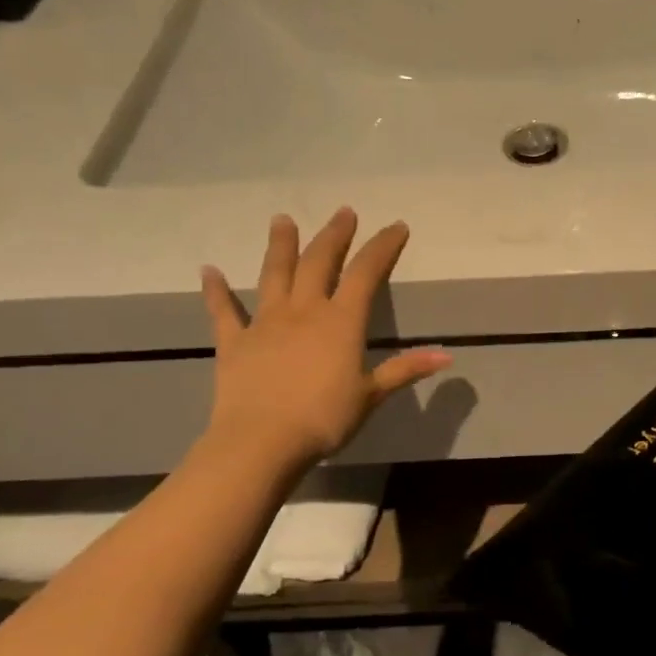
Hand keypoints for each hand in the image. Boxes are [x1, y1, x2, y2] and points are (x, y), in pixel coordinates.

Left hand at [198, 209, 450, 474]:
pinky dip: (216, 290)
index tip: (396, 227)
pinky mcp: (234, 342)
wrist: (261, 442)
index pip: (367, 273)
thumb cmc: (324, 418)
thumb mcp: (371, 395)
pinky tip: (208, 271)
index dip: (383, 247)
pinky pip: (224, 311)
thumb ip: (406, 370)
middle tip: (343, 212)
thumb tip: (447, 355)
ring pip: (275, 275)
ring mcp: (265, 323)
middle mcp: (304, 311)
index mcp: (341, 322)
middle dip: (335, 235)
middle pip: (320, 262)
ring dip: (281, 246)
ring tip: (282, 220)